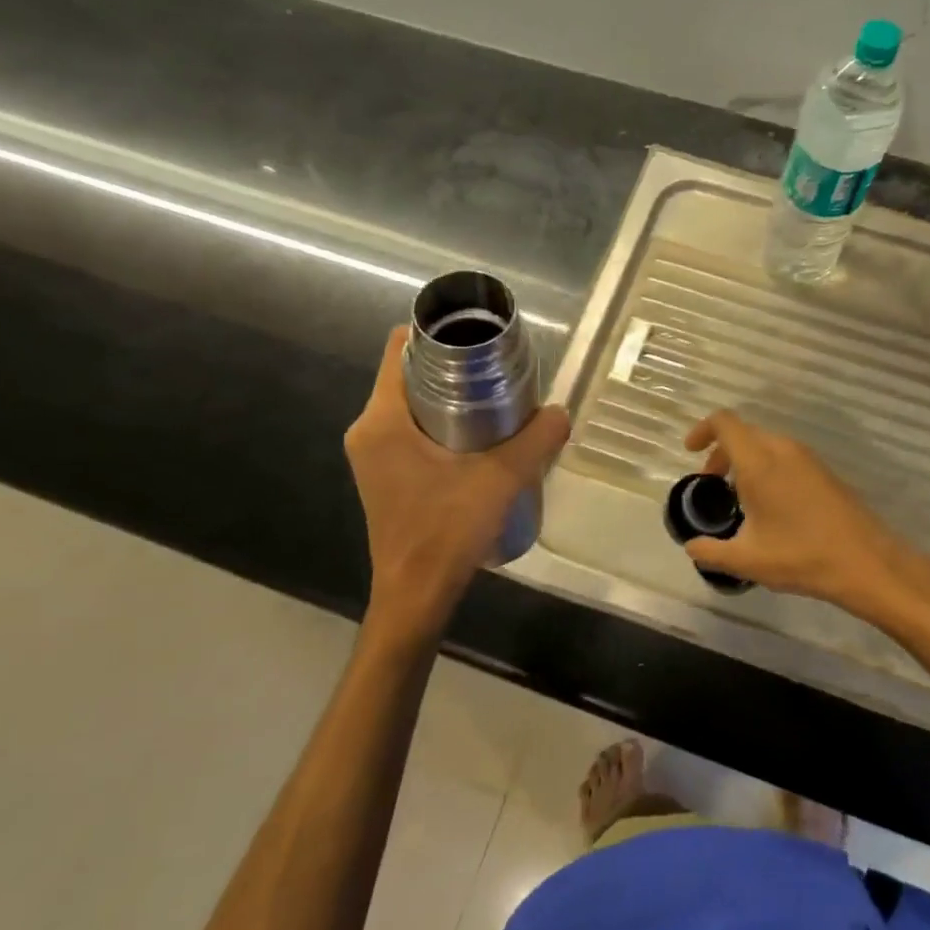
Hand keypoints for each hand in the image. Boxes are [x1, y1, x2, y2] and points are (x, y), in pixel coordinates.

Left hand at [345, 327, 569, 636]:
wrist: (416, 597)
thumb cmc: (446, 533)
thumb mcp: (501, 479)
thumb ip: (537, 441)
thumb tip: (562, 412)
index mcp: (382, 420)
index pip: (398, 348)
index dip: (436, 333)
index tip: (476, 336)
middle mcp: (368, 431)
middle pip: (407, 374)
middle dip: (452, 366)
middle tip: (496, 370)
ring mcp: (372, 456)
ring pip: (410, 404)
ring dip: (449, 397)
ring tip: (494, 401)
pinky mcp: (384, 476)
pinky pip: (410, 430)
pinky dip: (441, 423)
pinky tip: (478, 439)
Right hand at [681, 411, 929, 618]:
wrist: (866, 562)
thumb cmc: (801, 556)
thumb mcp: (746, 560)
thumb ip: (711, 552)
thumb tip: (692, 548)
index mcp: (759, 462)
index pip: (724, 423)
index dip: (702, 430)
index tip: (691, 452)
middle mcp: (782, 450)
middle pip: (744, 433)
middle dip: (721, 452)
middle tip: (712, 484)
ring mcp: (807, 458)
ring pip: (766, 444)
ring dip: (746, 461)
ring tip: (740, 498)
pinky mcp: (824, 471)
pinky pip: (785, 456)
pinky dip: (767, 468)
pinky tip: (771, 505)